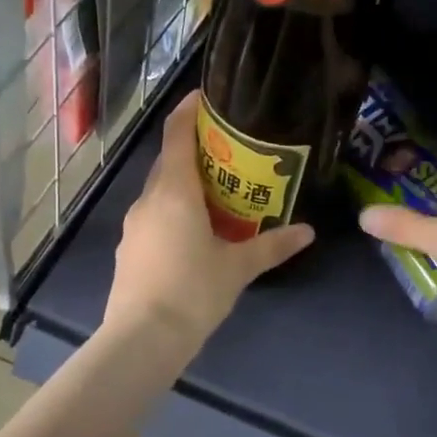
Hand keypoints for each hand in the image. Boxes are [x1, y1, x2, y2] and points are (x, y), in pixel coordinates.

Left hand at [104, 91, 315, 352]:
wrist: (141, 339)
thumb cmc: (192, 292)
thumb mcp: (238, 268)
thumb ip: (272, 246)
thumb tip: (308, 232)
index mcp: (174, 192)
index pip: (176, 135)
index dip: (188, 111)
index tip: (205, 97)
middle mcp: (148, 200)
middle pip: (168, 162)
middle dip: (194, 151)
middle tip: (228, 153)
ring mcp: (133, 226)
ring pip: (159, 192)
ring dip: (183, 185)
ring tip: (216, 194)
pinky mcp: (128, 250)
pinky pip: (153, 217)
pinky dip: (172, 212)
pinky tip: (193, 234)